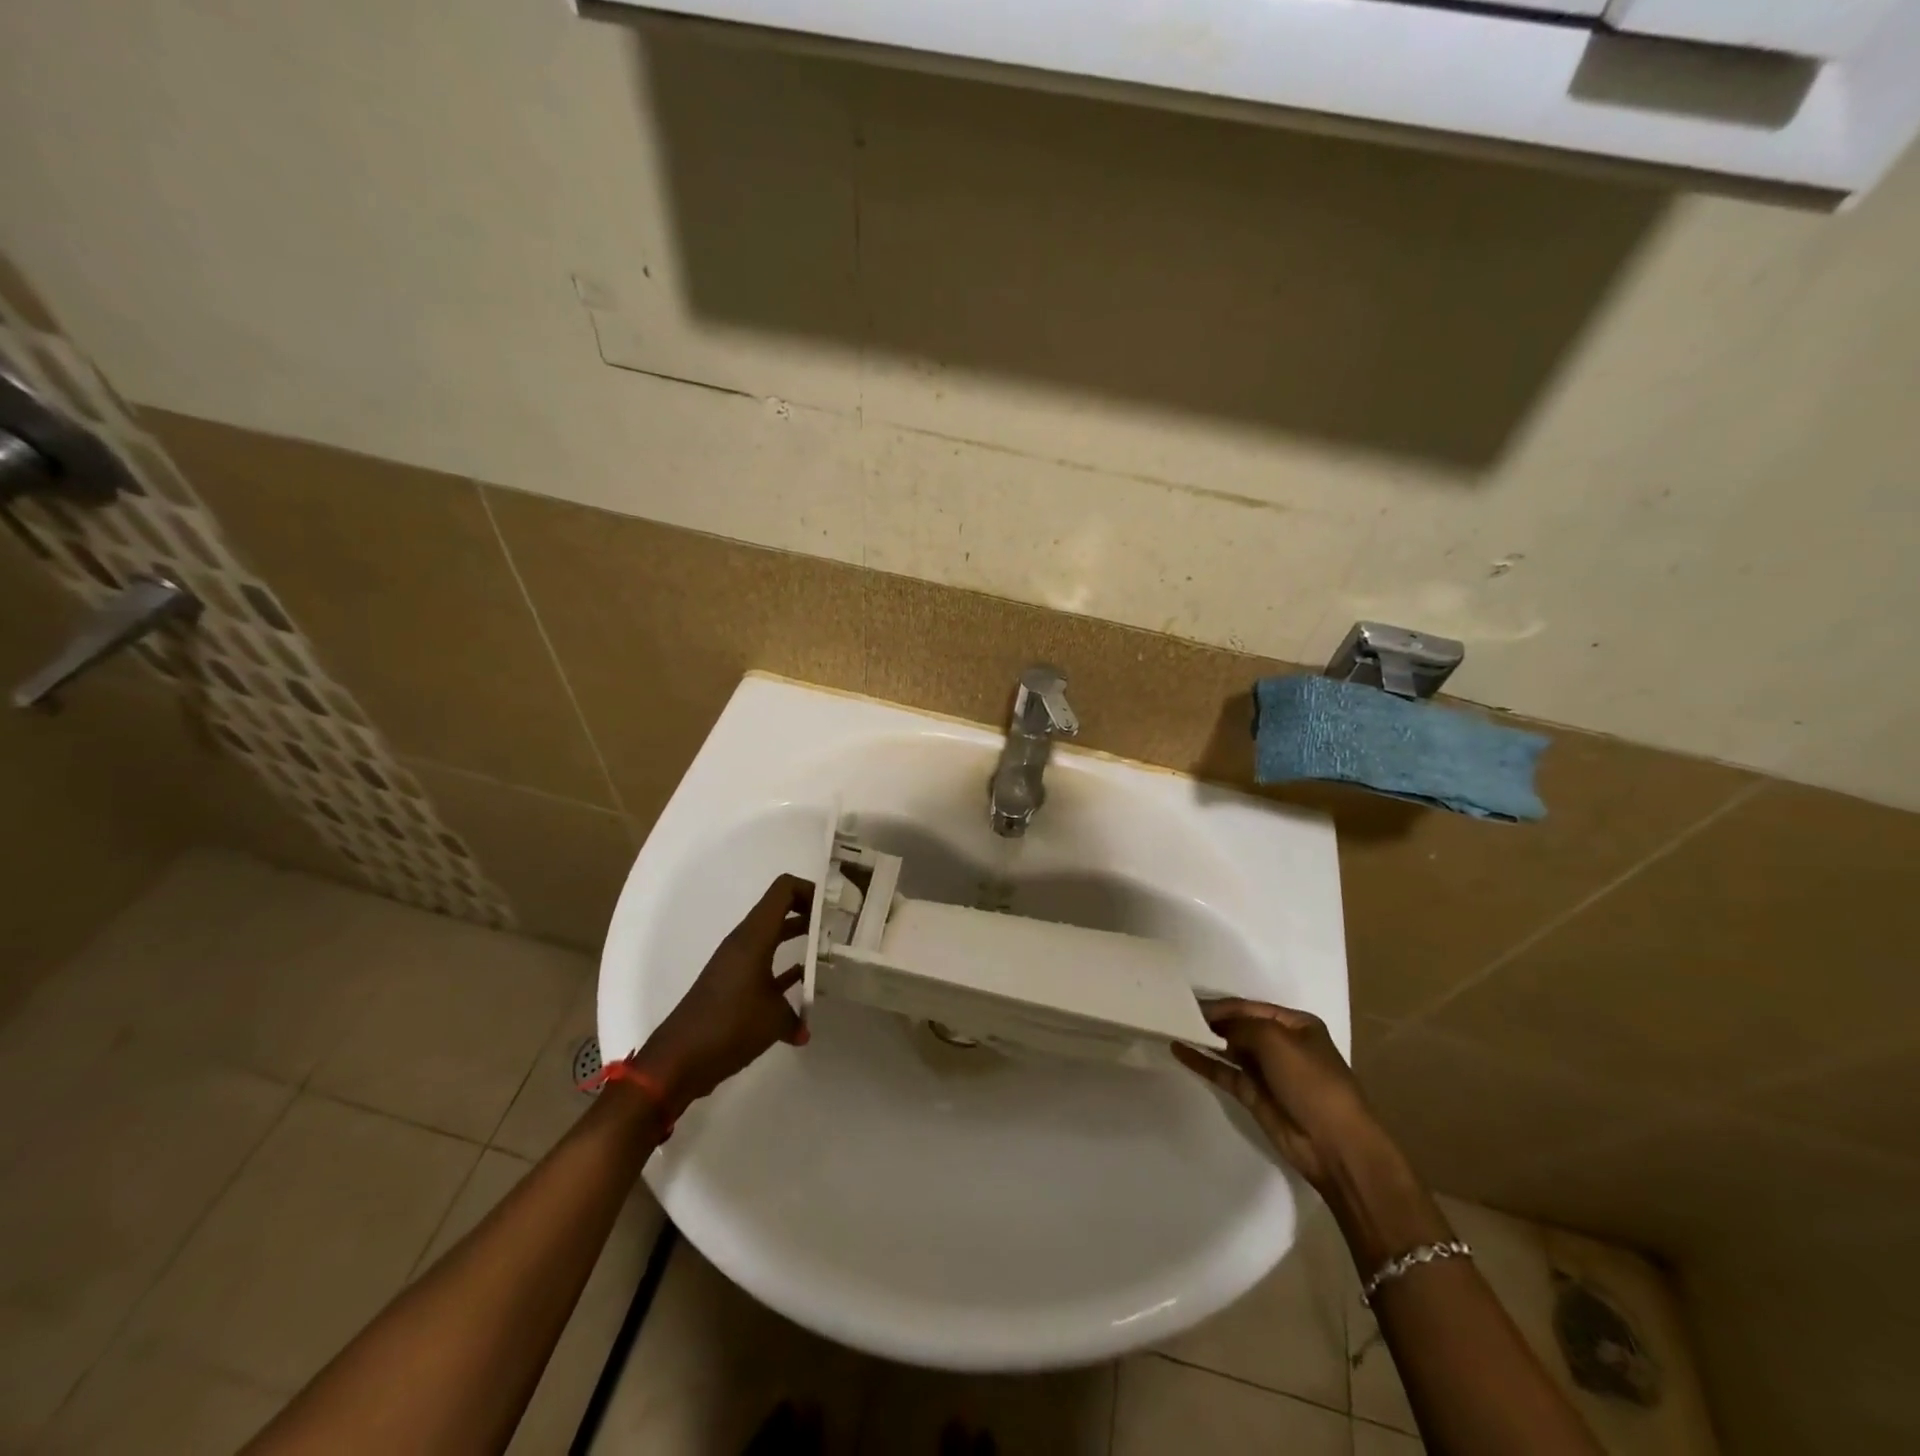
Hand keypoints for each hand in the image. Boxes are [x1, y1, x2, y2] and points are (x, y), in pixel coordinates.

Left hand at [638, 874, 812, 1114]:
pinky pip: (765, 965)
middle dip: (810, 915)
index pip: (784, 890)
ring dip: (798, 941)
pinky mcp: (732, 985)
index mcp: (754, 937)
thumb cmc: (729, 1026)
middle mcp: (744, 943)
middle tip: (839, 928)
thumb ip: (797, 1015)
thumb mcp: (774, 1018)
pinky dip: (784, 971)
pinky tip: (805, 992)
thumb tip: (805, 1028)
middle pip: (780, 911)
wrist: (679, 1060)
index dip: (811, 891)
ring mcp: (736, 963)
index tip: (835, 910)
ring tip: (829, 953)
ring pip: (773, 938)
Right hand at [1172, 999, 1381, 1192]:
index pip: (1249, 1008)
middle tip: (1175, 1015)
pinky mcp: (1254, 1095)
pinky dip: (1203, 1062)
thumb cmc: (1311, 1081)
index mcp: (1296, 1025)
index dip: (1221, 1006)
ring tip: (1172, 1028)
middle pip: (1238, 1026)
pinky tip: (1180, 1051)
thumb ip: (1240, 1027)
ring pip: (1229, 1049)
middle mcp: (1281, 1044)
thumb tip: (1216, 1028)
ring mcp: (1267, 1071)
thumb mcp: (1275, 1040)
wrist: (1335, 1144)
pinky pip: (1224, 1072)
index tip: (1188, 1004)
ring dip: (1204, 1040)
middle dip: (1211, 1021)